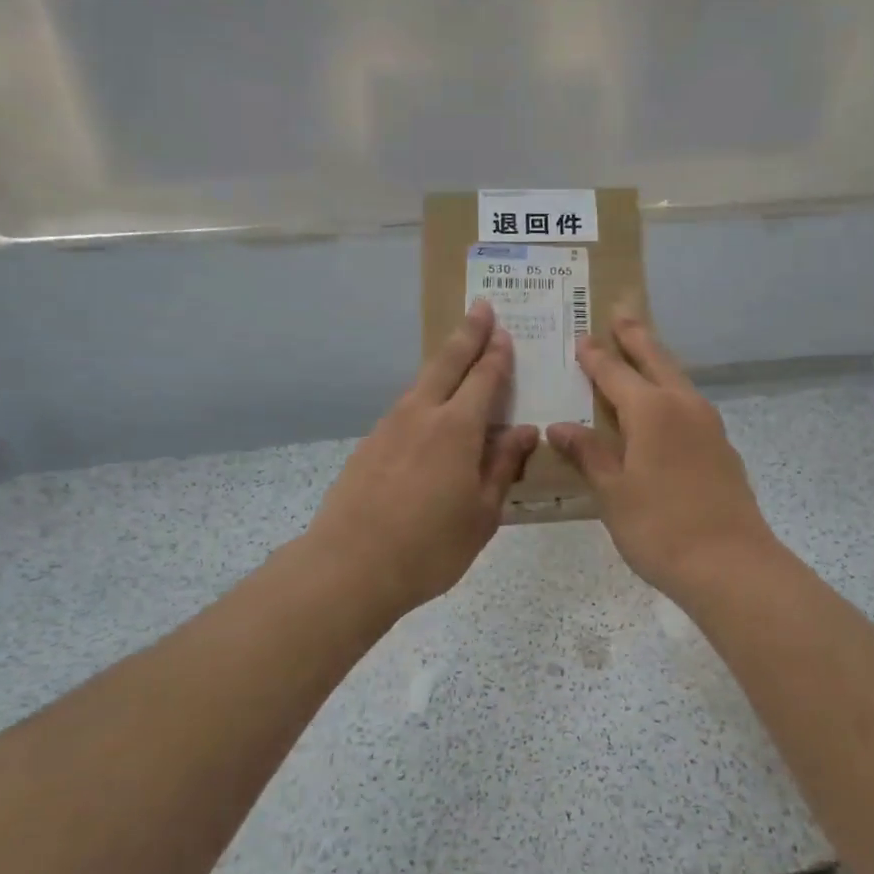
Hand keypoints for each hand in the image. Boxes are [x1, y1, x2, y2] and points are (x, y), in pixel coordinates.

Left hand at [305, 300, 539, 616]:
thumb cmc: (430, 547)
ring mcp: (389, 427)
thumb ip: (502, 466)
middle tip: (481, 307)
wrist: (349, 566)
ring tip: (458, 355)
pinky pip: (405, 408)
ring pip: (421, 382)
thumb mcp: (482, 513)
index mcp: (457, 429)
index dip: (496, 354)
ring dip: (443, 363)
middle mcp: (421, 415)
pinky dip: (424, 396)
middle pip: (447, 362)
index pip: (483, 379)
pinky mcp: (368, 445)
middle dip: (467, 333)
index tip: (504, 330)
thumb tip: (524, 431)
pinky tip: (428, 411)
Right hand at [546, 310, 778, 600]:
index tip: (581, 337)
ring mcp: (708, 425)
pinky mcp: (721, 447)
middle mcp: (683, 406)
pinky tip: (665, 408)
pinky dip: (671, 391)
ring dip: (658, 360)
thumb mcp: (613, 492)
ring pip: (678, 379)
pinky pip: (690, 404)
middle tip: (621, 312)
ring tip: (643, 351)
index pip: (614, 373)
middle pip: (656, 360)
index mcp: (651, 410)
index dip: (594, 356)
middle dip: (636, 336)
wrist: (731, 565)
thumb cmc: (660, 528)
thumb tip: (560, 426)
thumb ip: (588, 454)